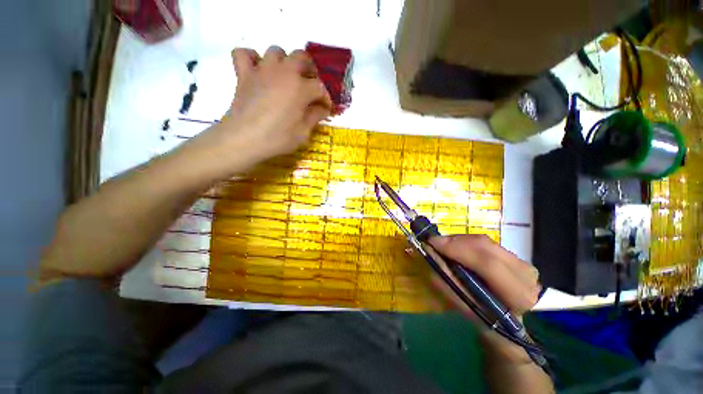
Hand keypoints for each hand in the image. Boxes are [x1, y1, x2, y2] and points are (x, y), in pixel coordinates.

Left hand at [221, 46, 331, 160]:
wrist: (245, 139)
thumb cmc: (278, 138)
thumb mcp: (303, 132)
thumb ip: (315, 116)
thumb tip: (323, 108)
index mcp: (301, 88)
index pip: (320, 87)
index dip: (326, 98)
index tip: (326, 108)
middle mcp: (284, 72)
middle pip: (302, 57)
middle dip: (310, 70)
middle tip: (310, 85)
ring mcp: (262, 70)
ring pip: (276, 51)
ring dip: (284, 61)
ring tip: (286, 76)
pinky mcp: (244, 74)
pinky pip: (244, 53)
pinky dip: (252, 58)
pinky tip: (258, 70)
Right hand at [428, 235, 540, 359]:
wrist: (511, 323)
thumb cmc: (487, 321)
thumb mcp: (465, 308)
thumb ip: (448, 282)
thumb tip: (431, 254)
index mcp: (518, 295)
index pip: (487, 264)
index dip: (457, 249)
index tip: (433, 243)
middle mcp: (525, 274)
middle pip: (484, 246)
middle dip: (454, 241)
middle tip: (434, 242)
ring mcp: (522, 262)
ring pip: (483, 241)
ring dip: (459, 240)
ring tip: (443, 245)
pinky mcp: (515, 255)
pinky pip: (485, 242)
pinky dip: (466, 242)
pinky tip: (456, 247)